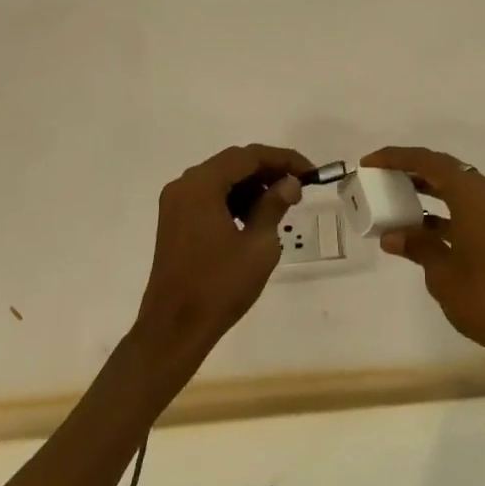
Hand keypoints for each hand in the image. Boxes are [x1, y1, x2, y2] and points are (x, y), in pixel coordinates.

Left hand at [133, 143, 313, 365]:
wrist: (174, 329)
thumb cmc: (219, 286)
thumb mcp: (258, 246)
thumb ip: (274, 206)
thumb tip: (290, 183)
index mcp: (202, 185)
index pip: (249, 156)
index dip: (283, 159)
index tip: (310, 172)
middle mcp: (184, 185)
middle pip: (233, 163)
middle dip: (268, 171)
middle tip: (298, 187)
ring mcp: (175, 203)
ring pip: (220, 179)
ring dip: (251, 186)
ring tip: (279, 205)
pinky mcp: (174, 220)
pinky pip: (208, 196)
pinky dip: (232, 199)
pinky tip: (252, 218)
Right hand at [363, 146, 484, 385]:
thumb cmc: (484, 296)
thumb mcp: (441, 272)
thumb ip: (416, 246)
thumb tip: (391, 237)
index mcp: (473, 194)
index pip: (428, 161)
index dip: (396, 157)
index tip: (369, 162)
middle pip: (445, 169)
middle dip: (412, 169)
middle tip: (382, 176)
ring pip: (458, 187)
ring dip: (428, 189)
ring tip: (396, 197)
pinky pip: (469, 206)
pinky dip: (445, 210)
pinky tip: (423, 228)